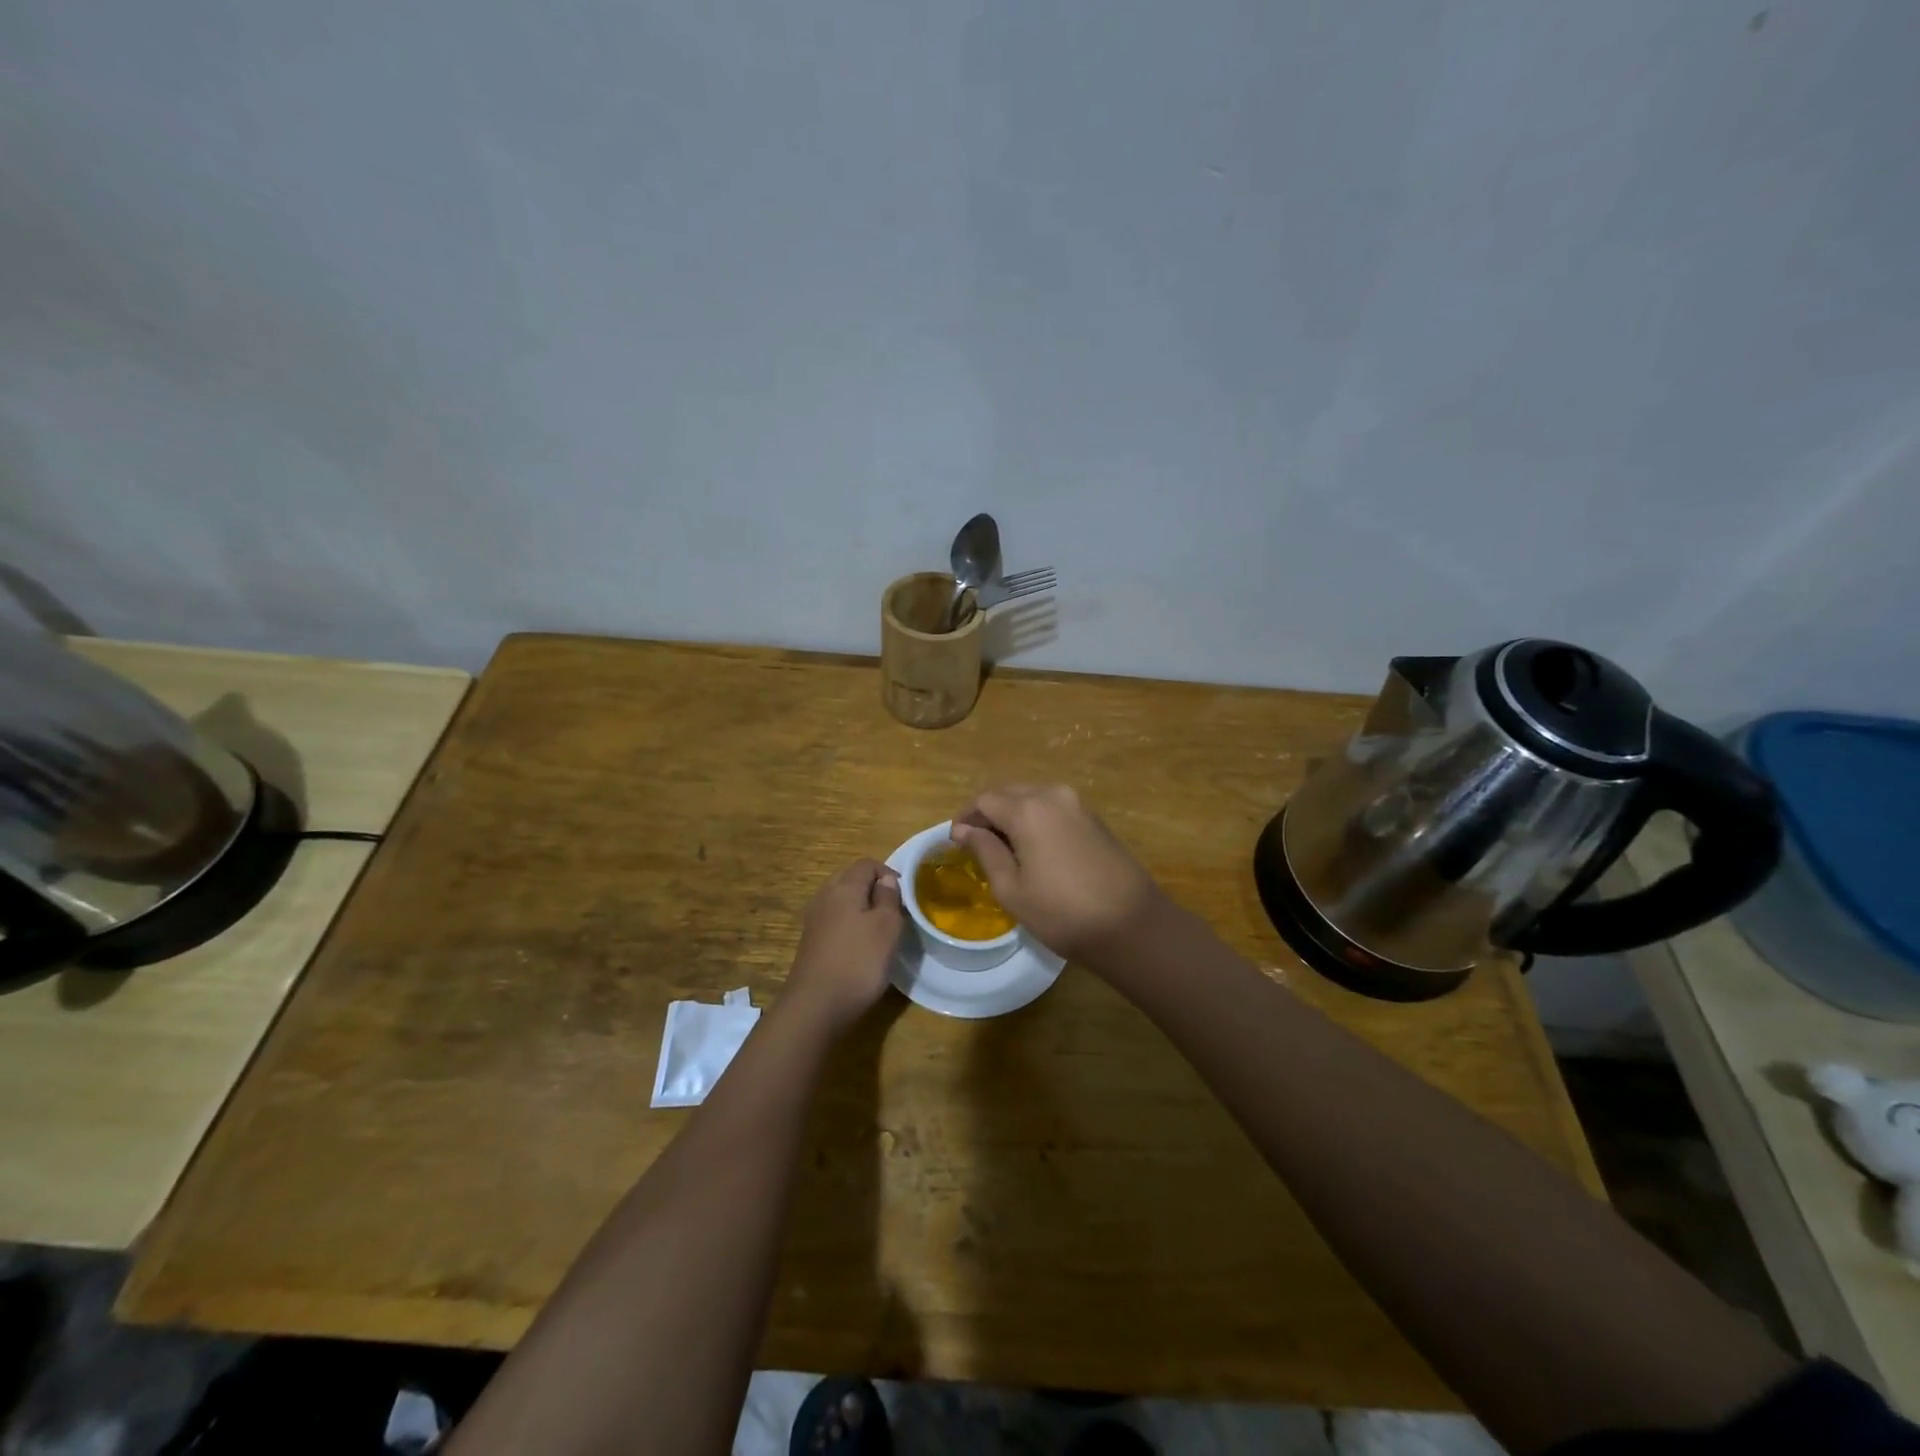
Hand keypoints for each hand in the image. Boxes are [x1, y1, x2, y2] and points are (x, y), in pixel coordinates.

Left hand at [783, 859, 904, 1034]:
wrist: (815, 1007)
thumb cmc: (858, 962)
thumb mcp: (887, 927)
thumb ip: (889, 897)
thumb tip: (886, 879)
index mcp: (844, 887)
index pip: (866, 864)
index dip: (888, 873)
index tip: (905, 895)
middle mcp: (824, 897)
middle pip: (851, 880)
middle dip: (874, 889)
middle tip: (894, 911)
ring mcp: (814, 921)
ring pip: (842, 902)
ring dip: (862, 909)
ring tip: (880, 931)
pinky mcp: (810, 943)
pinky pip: (834, 922)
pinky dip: (849, 927)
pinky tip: (860, 949)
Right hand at [950, 785, 1167, 962]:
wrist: (1132, 925)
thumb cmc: (1062, 913)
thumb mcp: (1012, 889)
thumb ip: (985, 851)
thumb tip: (965, 830)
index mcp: (1028, 809)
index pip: (984, 799)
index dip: (966, 817)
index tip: (956, 842)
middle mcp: (1053, 795)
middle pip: (1009, 793)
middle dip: (988, 814)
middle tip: (976, 845)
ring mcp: (1078, 805)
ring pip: (1032, 798)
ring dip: (1012, 815)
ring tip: (1003, 848)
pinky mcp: (1094, 819)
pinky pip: (1053, 809)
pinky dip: (1035, 820)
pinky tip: (1034, 849)